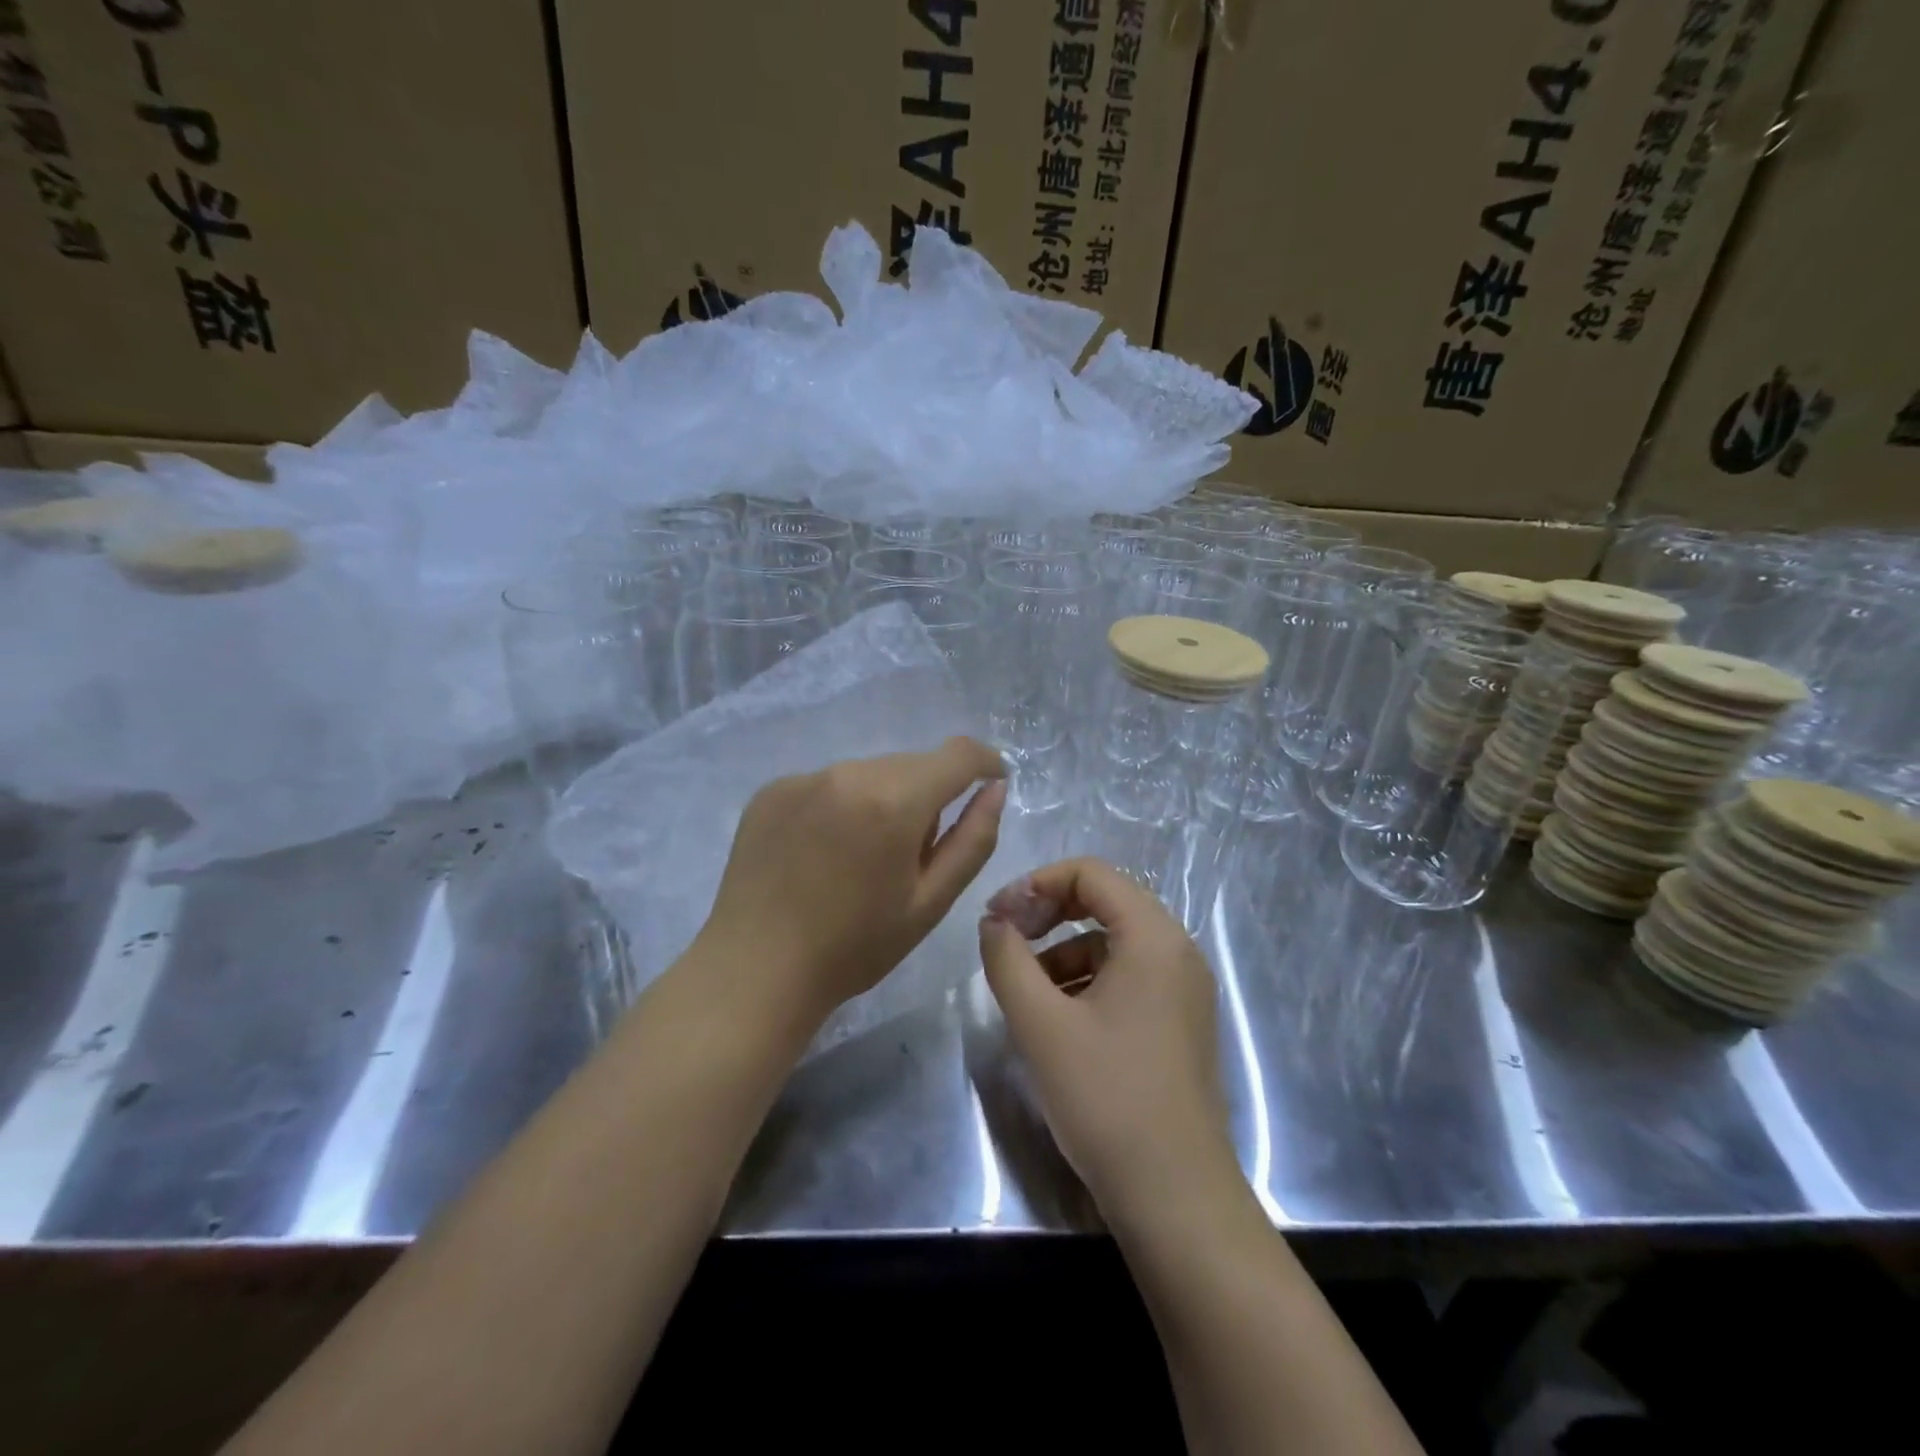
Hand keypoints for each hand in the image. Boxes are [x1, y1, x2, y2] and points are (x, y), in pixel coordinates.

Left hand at [692, 737, 1006, 1032]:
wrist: (755, 970)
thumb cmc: (854, 947)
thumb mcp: (930, 902)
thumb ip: (973, 839)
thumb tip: (995, 789)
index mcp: (894, 801)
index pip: (957, 754)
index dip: (984, 762)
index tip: (991, 782)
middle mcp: (849, 772)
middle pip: (911, 765)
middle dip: (927, 795)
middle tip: (912, 853)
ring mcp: (804, 778)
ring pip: (868, 773)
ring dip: (882, 800)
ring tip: (860, 859)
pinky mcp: (771, 790)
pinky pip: (827, 784)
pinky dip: (840, 806)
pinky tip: (821, 854)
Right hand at [978, 858, 1241, 1227]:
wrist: (1176, 1198)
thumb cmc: (1107, 1099)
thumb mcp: (1041, 1023)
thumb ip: (1008, 959)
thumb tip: (994, 921)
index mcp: (1153, 937)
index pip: (1091, 873)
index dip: (1037, 883)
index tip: (998, 916)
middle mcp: (1177, 951)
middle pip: (1105, 902)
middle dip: (1049, 913)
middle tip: (1006, 940)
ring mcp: (1184, 989)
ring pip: (1113, 943)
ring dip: (1063, 950)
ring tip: (1024, 989)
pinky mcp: (1179, 1022)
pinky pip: (1127, 977)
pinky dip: (1086, 981)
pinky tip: (1056, 1017)